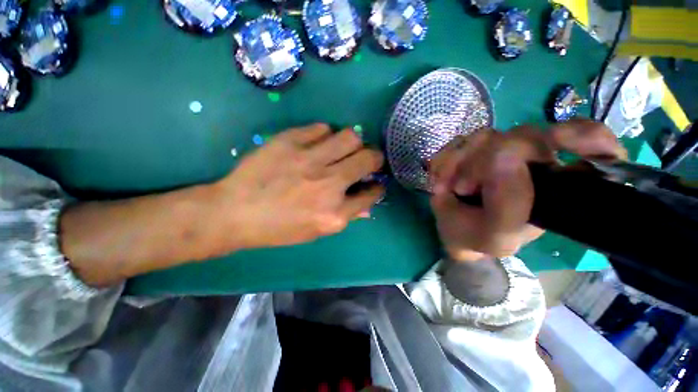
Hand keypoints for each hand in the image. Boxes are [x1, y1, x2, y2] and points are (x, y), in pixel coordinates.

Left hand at [61, 123, 383, 285]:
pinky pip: (321, 128)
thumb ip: (346, 215)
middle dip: (374, 158)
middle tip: (367, 159)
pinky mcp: (290, 141)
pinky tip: (317, 143)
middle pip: (368, 158)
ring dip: (352, 143)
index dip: (377, 186)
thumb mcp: (316, 231)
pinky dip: (325, 135)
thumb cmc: (278, 228)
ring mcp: (309, 160)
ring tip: (343, 149)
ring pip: (350, 137)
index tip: (374, 182)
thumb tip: (367, 203)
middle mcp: (328, 185)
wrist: (235, 212)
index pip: (372, 194)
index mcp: (335, 214)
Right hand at [429, 120, 625, 262]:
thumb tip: (502, 157)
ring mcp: (501, 151)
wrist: (452, 230)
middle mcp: (534, 162)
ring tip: (445, 188)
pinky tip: (440, 179)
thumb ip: (507, 208)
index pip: (593, 146)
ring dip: (457, 163)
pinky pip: (458, 141)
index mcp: (555, 187)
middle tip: (461, 189)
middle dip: (481, 163)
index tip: (558, 140)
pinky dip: (444, 160)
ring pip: (486, 136)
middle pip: (523, 136)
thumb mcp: (495, 237)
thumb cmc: (477, 237)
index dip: (585, 136)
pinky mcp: (474, 148)